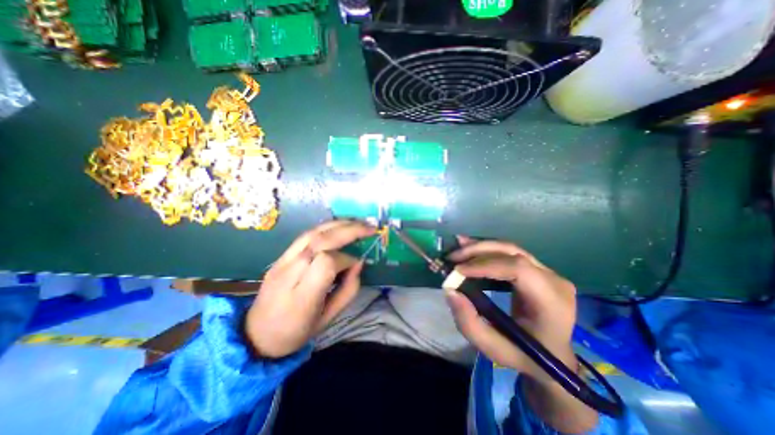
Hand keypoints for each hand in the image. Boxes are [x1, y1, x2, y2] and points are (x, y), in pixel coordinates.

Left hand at [243, 219, 373, 358]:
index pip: (327, 263)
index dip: (346, 259)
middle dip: (349, 230)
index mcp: (302, 297)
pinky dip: (326, 228)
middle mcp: (289, 273)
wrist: (256, 335)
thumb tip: (358, 263)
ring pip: (312, 233)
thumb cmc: (296, 332)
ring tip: (358, 222)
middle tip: (369, 228)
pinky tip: (339, 227)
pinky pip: (305, 235)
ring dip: (338, 224)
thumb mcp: (328, 319)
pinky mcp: (280, 256)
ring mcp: (282, 261)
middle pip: (321, 241)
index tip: (356, 264)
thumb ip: (348, 290)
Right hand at [445, 238, 576, 383]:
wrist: (553, 356)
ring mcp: (548, 271)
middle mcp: (554, 280)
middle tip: (452, 256)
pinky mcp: (537, 268)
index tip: (458, 271)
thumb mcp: (493, 348)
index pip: (518, 269)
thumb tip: (450, 290)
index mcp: (552, 302)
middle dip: (478, 251)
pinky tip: (470, 248)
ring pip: (509, 248)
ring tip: (457, 248)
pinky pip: (509, 253)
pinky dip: (486, 250)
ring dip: (480, 247)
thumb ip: (469, 323)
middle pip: (512, 252)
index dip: (485, 265)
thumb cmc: (525, 356)